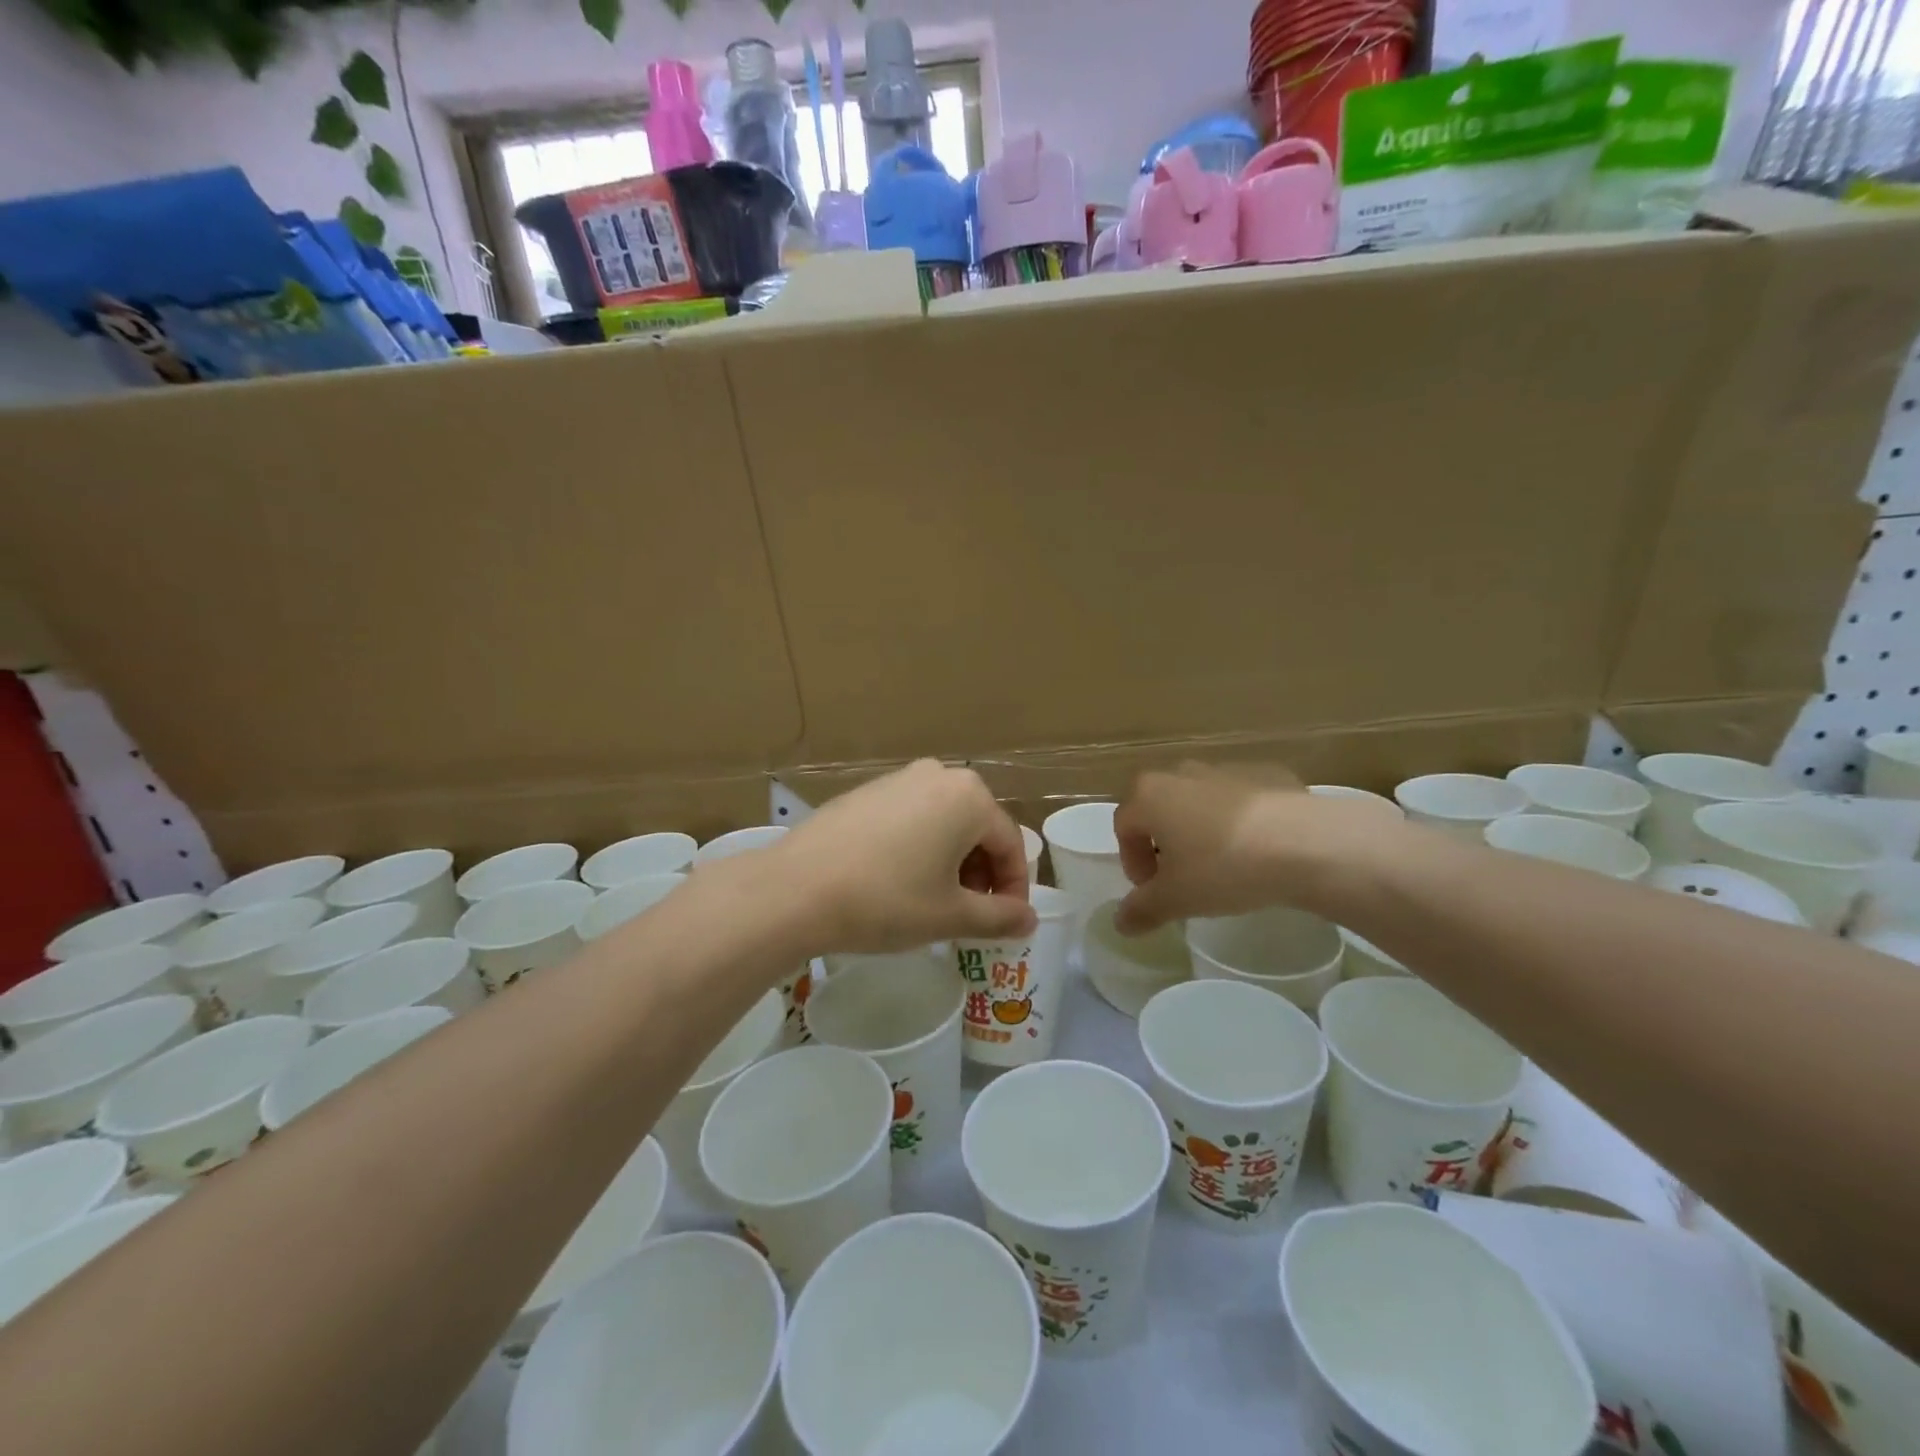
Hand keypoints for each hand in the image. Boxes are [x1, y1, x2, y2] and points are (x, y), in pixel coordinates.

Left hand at [768, 760, 1036, 953]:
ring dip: (951, 862)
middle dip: (981, 874)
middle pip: (977, 829)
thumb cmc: (887, 900)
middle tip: (970, 915)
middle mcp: (938, 775)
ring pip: (943, 822)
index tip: (1006, 923)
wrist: (796, 889)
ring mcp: (898, 779)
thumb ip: (998, 917)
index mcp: (969, 796)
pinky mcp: (866, 792)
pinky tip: (898, 881)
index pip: (1010, 844)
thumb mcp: (950, 915)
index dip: (1014, 888)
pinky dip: (919, 848)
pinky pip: (910, 818)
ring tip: (934, 902)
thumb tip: (1029, 919)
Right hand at [1112, 762, 1400, 932]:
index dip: (1132, 862)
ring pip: (1201, 801)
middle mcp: (1182, 773)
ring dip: (1202, 830)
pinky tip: (1261, 850)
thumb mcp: (1177, 899)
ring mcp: (1227, 768)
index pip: (1124, 827)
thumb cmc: (1224, 867)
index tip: (1153, 890)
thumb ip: (1142, 910)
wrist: (1307, 843)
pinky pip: (1242, 800)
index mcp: (1150, 795)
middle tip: (1183, 878)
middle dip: (1165, 842)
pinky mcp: (1268, 773)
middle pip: (1160, 808)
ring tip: (1224, 865)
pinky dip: (1241, 821)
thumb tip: (1120, 923)